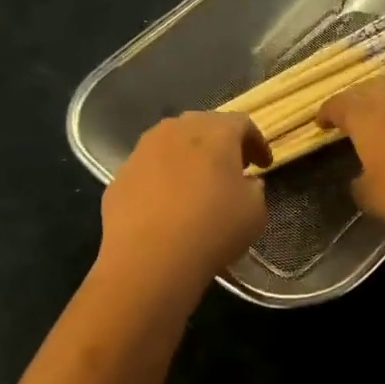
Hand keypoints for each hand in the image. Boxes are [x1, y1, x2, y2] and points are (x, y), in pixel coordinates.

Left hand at [100, 112, 270, 289]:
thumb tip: (245, 184)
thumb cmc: (212, 229)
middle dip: (221, 144)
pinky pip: (150, 168)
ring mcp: (143, 150)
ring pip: (172, 143)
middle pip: (204, 126)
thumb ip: (254, 190)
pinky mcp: (120, 175)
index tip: (264, 165)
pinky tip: (167, 205)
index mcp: (216, 131)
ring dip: (189, 158)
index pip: (242, 124)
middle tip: (232, 169)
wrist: (148, 259)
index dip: (257, 143)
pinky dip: (163, 178)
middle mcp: (177, 129)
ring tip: (197, 185)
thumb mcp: (254, 212)